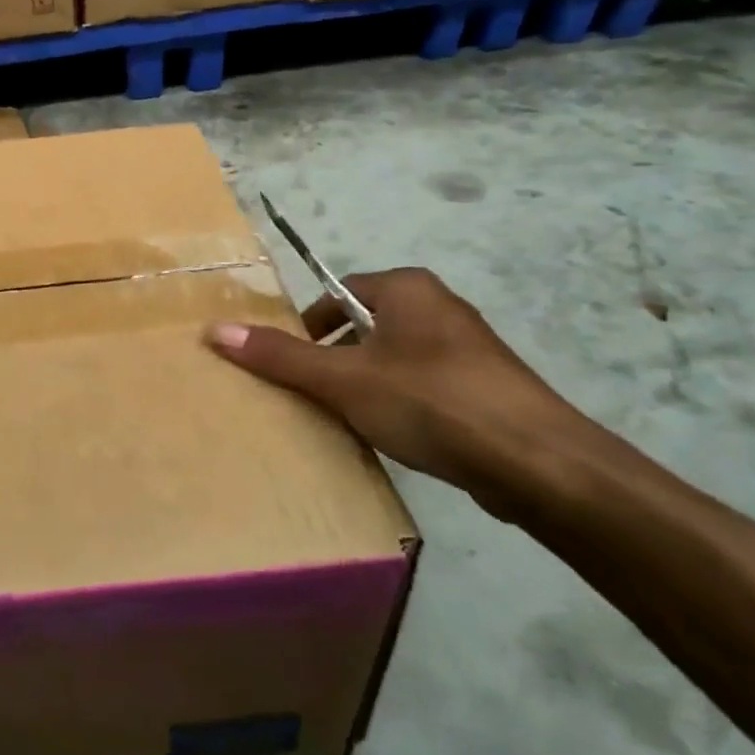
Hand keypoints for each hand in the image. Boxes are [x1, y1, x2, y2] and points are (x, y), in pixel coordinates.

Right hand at [205, 268, 598, 515]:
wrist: (540, 465)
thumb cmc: (431, 402)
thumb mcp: (344, 380)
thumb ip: (281, 356)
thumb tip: (215, 330)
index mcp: (407, 288)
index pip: (338, 293)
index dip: (308, 326)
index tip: (291, 363)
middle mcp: (439, 307)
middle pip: (364, 326)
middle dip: (334, 359)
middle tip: (313, 394)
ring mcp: (468, 350)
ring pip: (393, 359)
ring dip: (366, 384)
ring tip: (348, 421)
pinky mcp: (486, 390)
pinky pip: (423, 386)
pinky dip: (401, 404)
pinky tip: (395, 438)